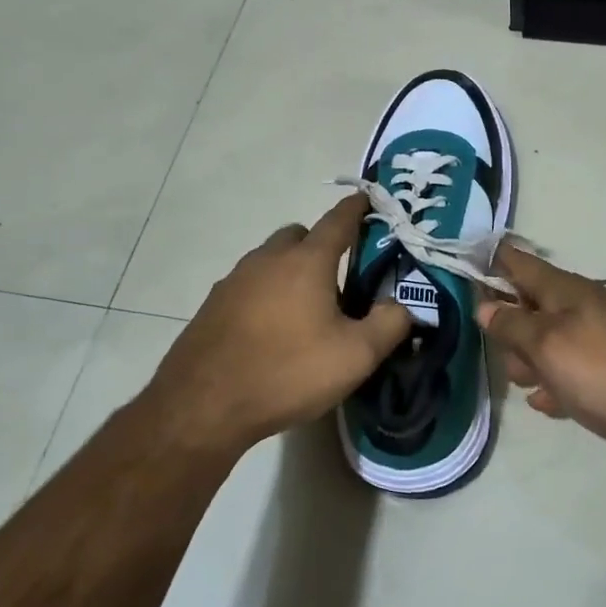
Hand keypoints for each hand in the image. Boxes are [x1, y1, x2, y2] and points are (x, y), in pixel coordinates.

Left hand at [147, 195, 411, 454]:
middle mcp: (268, 259)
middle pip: (299, 235)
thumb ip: (389, 324)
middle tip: (340, 278)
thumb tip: (402, 304)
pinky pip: (250, 285)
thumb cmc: (287, 372)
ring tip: (307, 310)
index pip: (338, 220)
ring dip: (292, 271)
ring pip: (271, 260)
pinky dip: (267, 294)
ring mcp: (235, 280)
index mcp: (306, 261)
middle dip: (321, 244)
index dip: (357, 208)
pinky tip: (273, 330)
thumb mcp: (356, 356)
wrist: (203, 406)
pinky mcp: (214, 305)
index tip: (368, 200)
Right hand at [476, 246, 605, 465]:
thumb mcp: (549, 346)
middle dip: (511, 335)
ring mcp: (596, 334)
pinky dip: (558, 383)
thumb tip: (484, 304)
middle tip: (519, 367)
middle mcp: (578, 304)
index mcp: (563, 289)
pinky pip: (569, 367)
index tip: (457, 271)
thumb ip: (512, 324)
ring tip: (542, 393)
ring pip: (545, 342)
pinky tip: (557, 406)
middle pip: (526, 307)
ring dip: (533, 365)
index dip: (486, 261)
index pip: (515, 261)